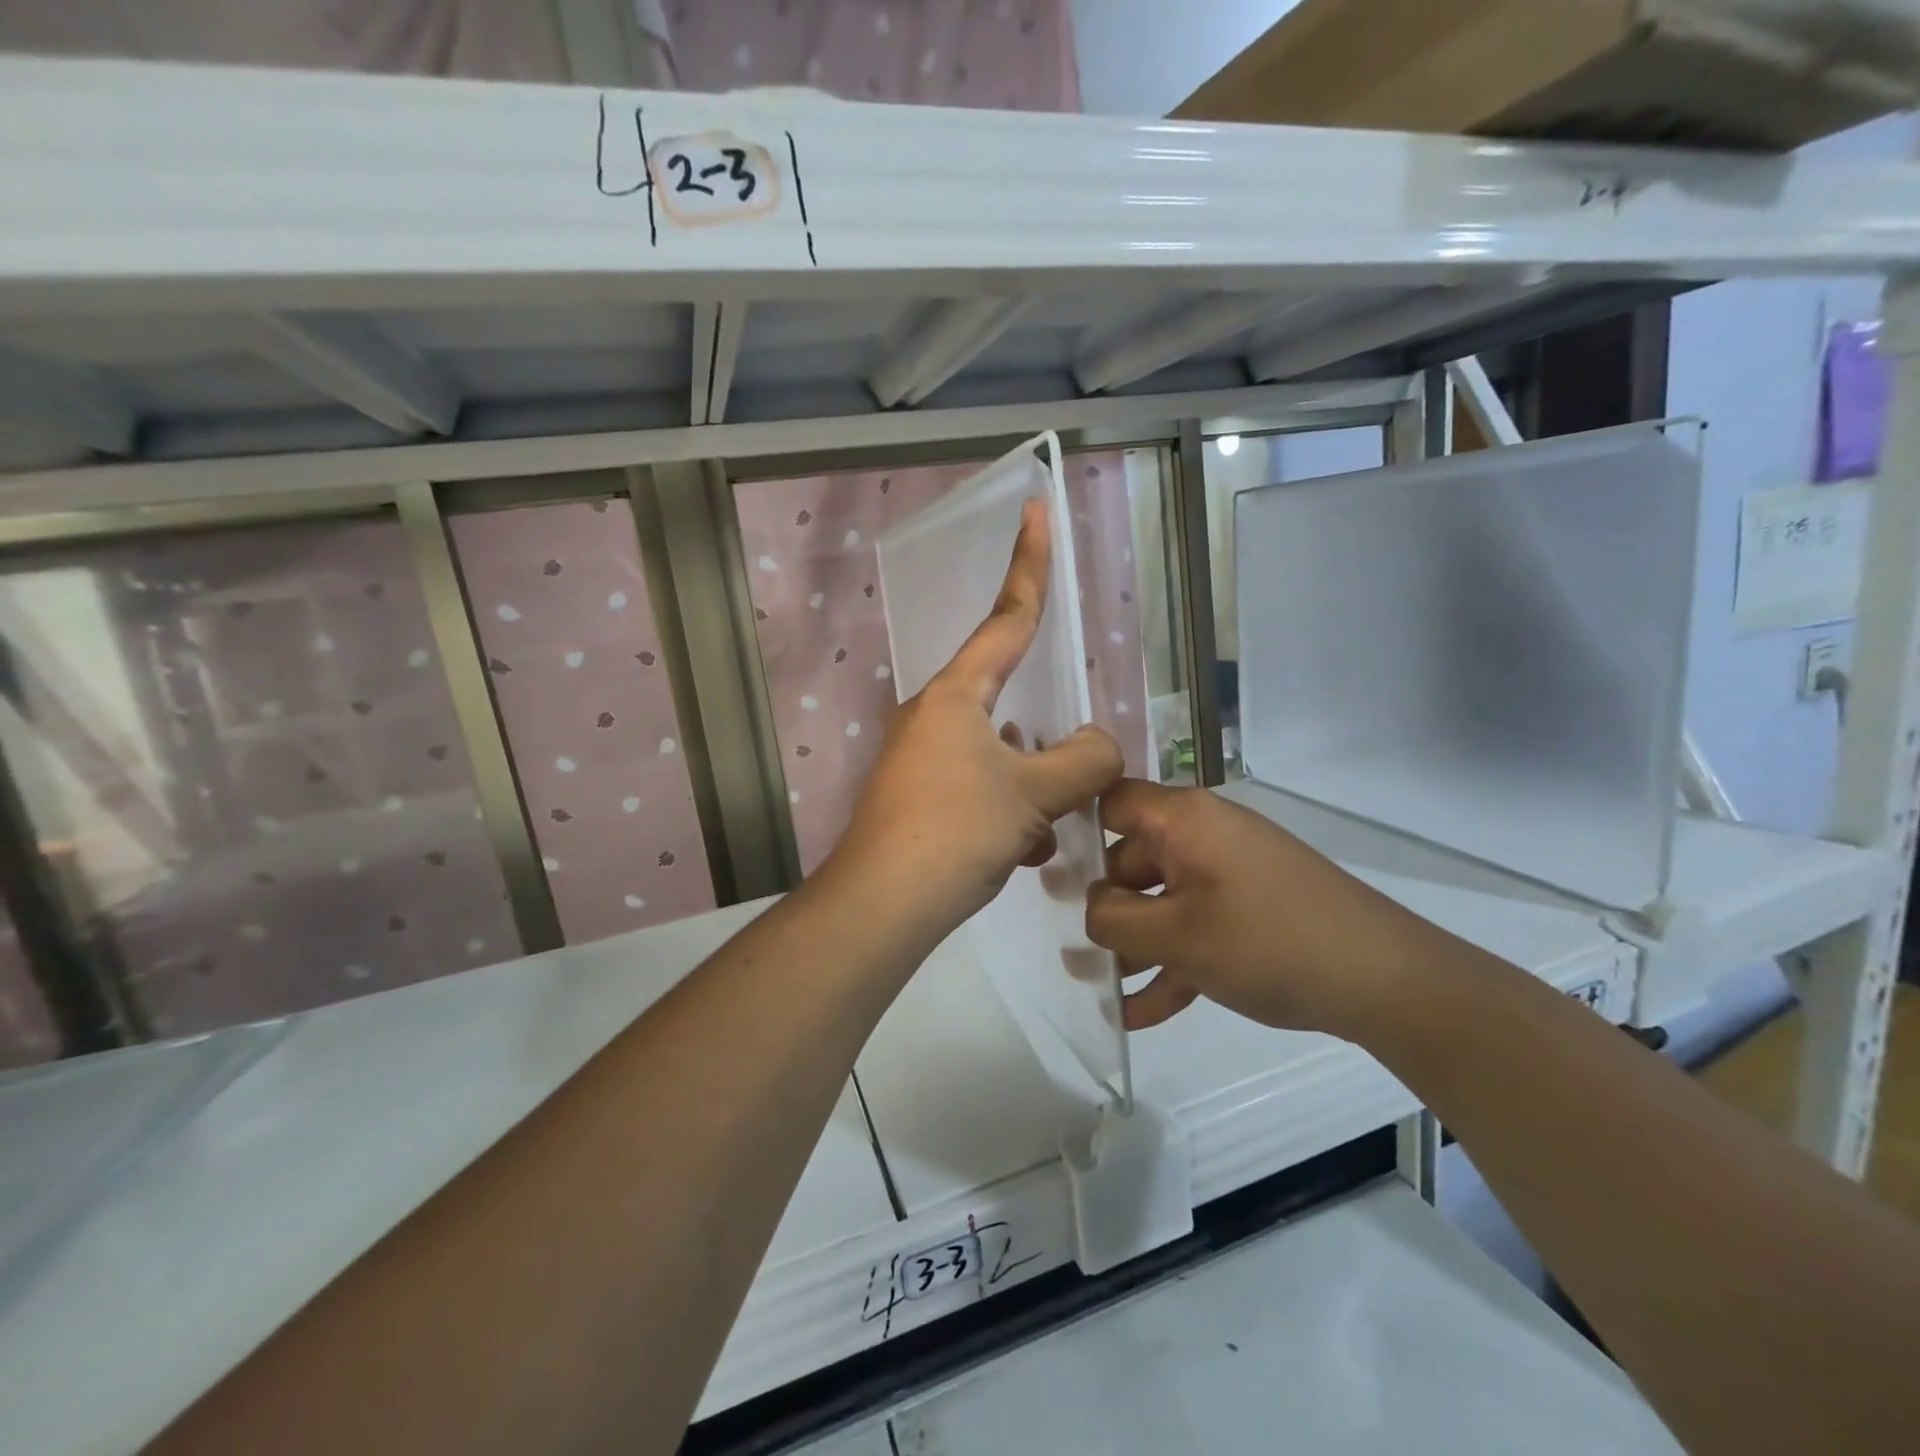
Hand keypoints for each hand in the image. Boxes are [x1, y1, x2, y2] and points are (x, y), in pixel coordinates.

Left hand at [825, 498, 1123, 933]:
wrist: (883, 904)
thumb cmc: (955, 831)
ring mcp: (922, 760)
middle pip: (1006, 701)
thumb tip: (1100, 745)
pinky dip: (1009, 813)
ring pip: (998, 755)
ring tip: (1048, 823)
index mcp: (956, 696)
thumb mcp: (1033, 793)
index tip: (1034, 512)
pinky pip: (979, 790)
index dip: (1029, 565)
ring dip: (1031, 784)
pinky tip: (1024, 849)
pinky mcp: (919, 800)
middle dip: (1044, 735)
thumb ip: (1083, 761)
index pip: (1006, 619)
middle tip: (1069, 764)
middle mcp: (933, 717)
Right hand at [1085, 780, 1446, 1041]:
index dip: (1076, 826)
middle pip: (1133, 858)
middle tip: (1068, 945)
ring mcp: (1231, 874)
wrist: (1385, 981)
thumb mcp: (1176, 935)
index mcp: (1184, 820)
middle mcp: (1204, 836)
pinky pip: (1196, 927)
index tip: (1045, 866)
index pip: (1112, 801)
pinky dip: (1171, 961)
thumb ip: (1115, 919)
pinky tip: (1142, 1013)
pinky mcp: (1251, 911)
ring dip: (1133, 943)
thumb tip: (1090, 909)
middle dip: (1102, 905)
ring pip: (1163, 900)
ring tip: (1099, 988)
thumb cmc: (1267, 941)